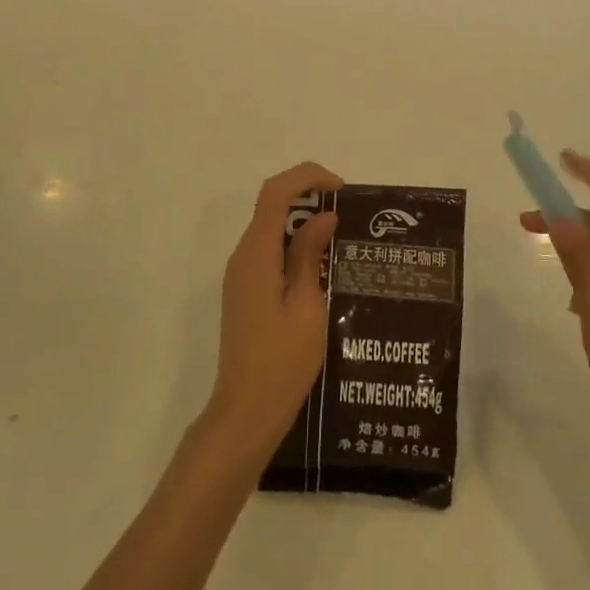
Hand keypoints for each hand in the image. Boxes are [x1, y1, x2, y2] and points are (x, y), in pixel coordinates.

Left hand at [202, 162, 342, 460]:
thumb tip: (323, 216)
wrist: (246, 411)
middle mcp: (243, 256)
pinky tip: (322, 264)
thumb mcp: (307, 306)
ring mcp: (241, 274)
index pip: (275, 192)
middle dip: (308, 195)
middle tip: (348, 214)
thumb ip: (310, 255)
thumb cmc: (282, 362)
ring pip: (270, 227)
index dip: (307, 177)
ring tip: (342, 236)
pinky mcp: (245, 290)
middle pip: (271, 204)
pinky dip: (294, 243)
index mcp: (257, 254)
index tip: (341, 190)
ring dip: (302, 220)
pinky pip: (269, 250)